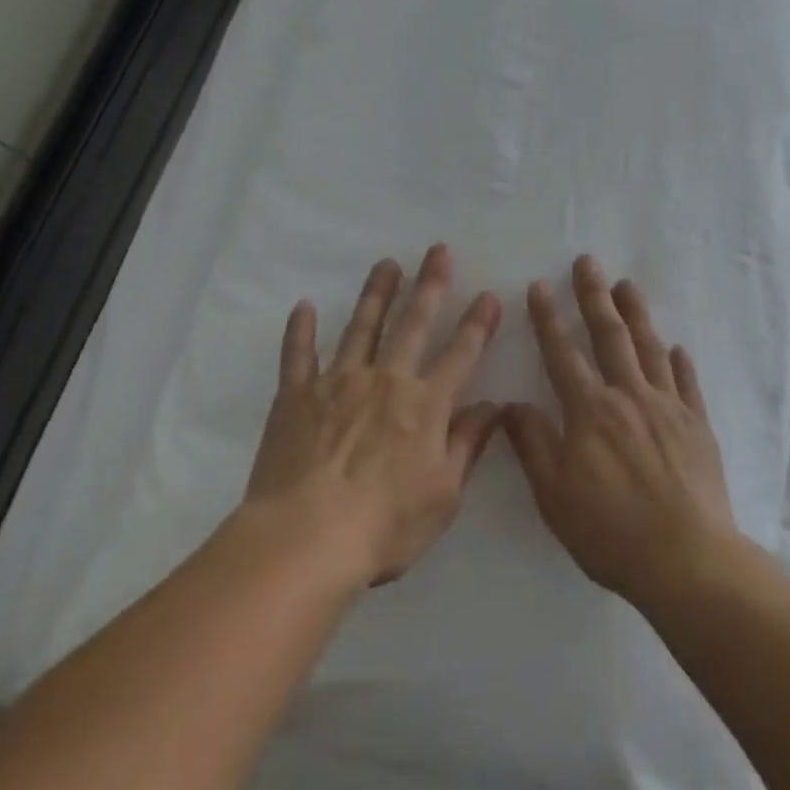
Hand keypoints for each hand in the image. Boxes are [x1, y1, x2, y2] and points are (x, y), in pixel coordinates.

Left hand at [245, 245, 501, 586]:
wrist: (306, 538)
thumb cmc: (385, 525)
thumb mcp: (444, 494)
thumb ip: (468, 444)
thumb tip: (493, 406)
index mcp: (426, 404)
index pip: (461, 354)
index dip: (478, 324)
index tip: (489, 296)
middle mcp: (386, 380)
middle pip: (414, 323)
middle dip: (431, 285)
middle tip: (439, 250)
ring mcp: (339, 382)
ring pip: (362, 326)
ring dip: (377, 292)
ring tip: (387, 264)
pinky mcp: (297, 396)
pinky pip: (299, 355)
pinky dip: (300, 330)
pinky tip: (303, 306)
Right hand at [503, 256, 738, 606]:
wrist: (686, 560)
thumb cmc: (611, 531)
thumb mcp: (555, 495)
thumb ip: (533, 445)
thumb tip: (512, 405)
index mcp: (590, 411)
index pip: (563, 354)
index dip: (548, 318)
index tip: (540, 286)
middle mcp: (629, 397)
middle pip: (609, 336)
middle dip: (594, 296)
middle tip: (587, 262)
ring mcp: (668, 407)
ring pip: (649, 348)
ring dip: (636, 313)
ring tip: (627, 285)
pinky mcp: (697, 426)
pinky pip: (686, 383)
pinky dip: (679, 361)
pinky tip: (676, 347)